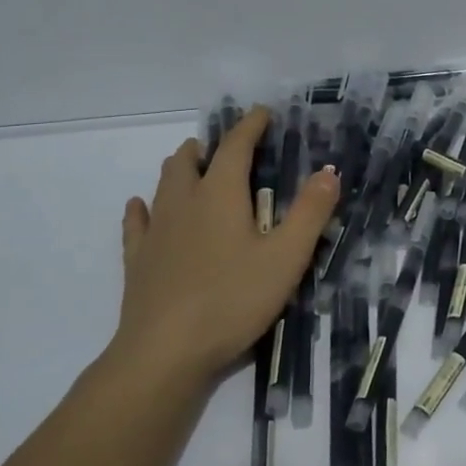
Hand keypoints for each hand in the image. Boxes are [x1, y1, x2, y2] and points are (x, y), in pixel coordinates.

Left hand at [109, 107, 338, 385]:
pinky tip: (142, 207)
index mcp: (221, 195)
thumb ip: (310, 213)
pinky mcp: (138, 259)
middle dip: (210, 146)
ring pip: (164, 183)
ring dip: (181, 168)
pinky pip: (137, 222)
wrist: (165, 352)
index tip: (263, 113)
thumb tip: (329, 172)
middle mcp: (184, 202)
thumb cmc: (233, 299)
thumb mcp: (286, 257)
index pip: (235, 146)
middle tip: (229, 149)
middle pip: (190, 159)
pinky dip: (144, 208)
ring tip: (194, 167)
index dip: (250, 126)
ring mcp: (156, 230)